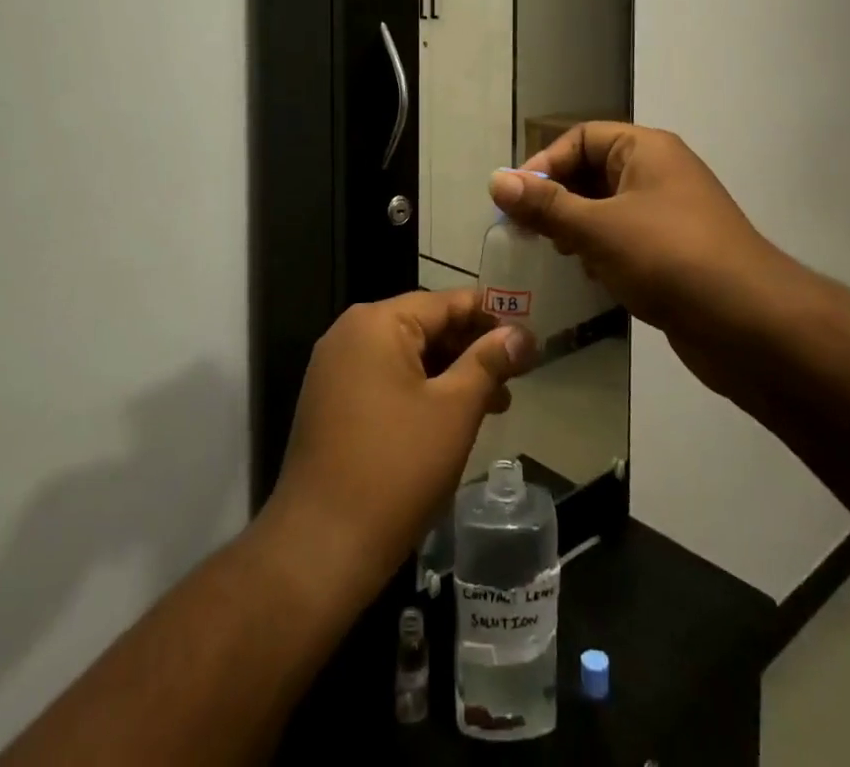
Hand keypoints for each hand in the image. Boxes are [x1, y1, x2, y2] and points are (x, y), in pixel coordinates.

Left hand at [262, 290, 534, 599]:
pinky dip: (421, 390)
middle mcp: (350, 333)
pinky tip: (453, 418)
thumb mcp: (454, 410)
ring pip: (408, 356)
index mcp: (376, 322)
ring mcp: (336, 368)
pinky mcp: (331, 402)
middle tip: (517, 377)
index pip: (446, 302)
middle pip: (425, 325)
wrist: (320, 548)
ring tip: (496, 404)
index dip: (492, 317)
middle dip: (472, 349)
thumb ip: (489, 362)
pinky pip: (386, 379)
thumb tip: (522, 333)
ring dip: (451, 374)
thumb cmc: (396, 469)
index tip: (528, 339)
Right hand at [489, 122, 786, 335]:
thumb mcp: (598, 228)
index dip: (544, 164)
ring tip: (554, 254)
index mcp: (646, 149)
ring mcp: (670, 215)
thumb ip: (546, 205)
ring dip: (577, 228)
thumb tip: (496, 179)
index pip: (581, 138)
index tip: (515, 200)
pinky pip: (625, 240)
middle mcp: (659, 173)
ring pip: (607, 210)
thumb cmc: (669, 258)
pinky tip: (589, 278)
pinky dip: (602, 253)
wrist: (752, 325)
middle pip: (593, 173)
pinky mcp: (675, 254)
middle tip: (526, 231)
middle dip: (557, 199)